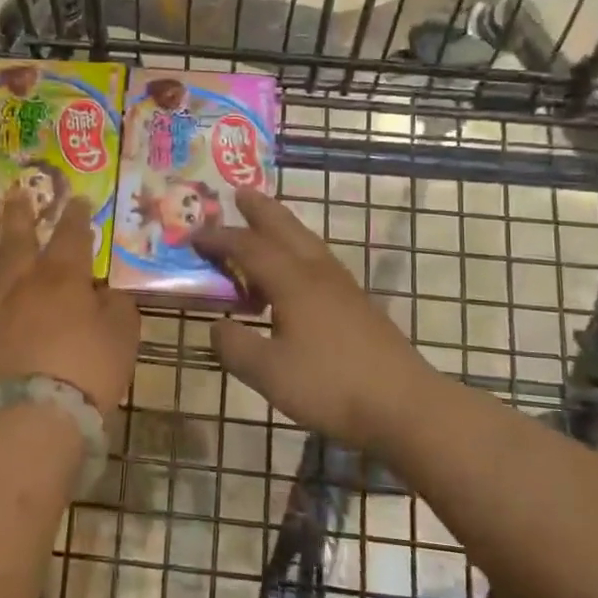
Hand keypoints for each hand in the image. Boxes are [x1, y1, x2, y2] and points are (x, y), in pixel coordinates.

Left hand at [0, 193, 139, 425]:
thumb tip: (108, 293)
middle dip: (20, 214)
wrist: (28, 419)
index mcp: (63, 280)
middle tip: (17, 193)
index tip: (77, 199)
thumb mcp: (122, 339)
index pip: (72, 237)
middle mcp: (20, 285)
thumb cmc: (85, 376)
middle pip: (18, 240)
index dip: (76, 216)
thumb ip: (118, 309)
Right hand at [195, 188, 436, 447]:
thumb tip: (218, 327)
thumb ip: (235, 346)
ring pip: (307, 243)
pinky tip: (295, 276)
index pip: (248, 247)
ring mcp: (343, 287)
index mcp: (293, 281)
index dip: (219, 239)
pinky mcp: (358, 305)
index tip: (193, 235)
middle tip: (239, 193)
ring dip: (282, 228)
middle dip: (260, 210)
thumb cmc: (330, 385)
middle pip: (285, 229)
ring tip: (264, 226)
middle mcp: (317, 273)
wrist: (403, 405)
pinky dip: (298, 254)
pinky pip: (318, 263)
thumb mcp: (269, 373)